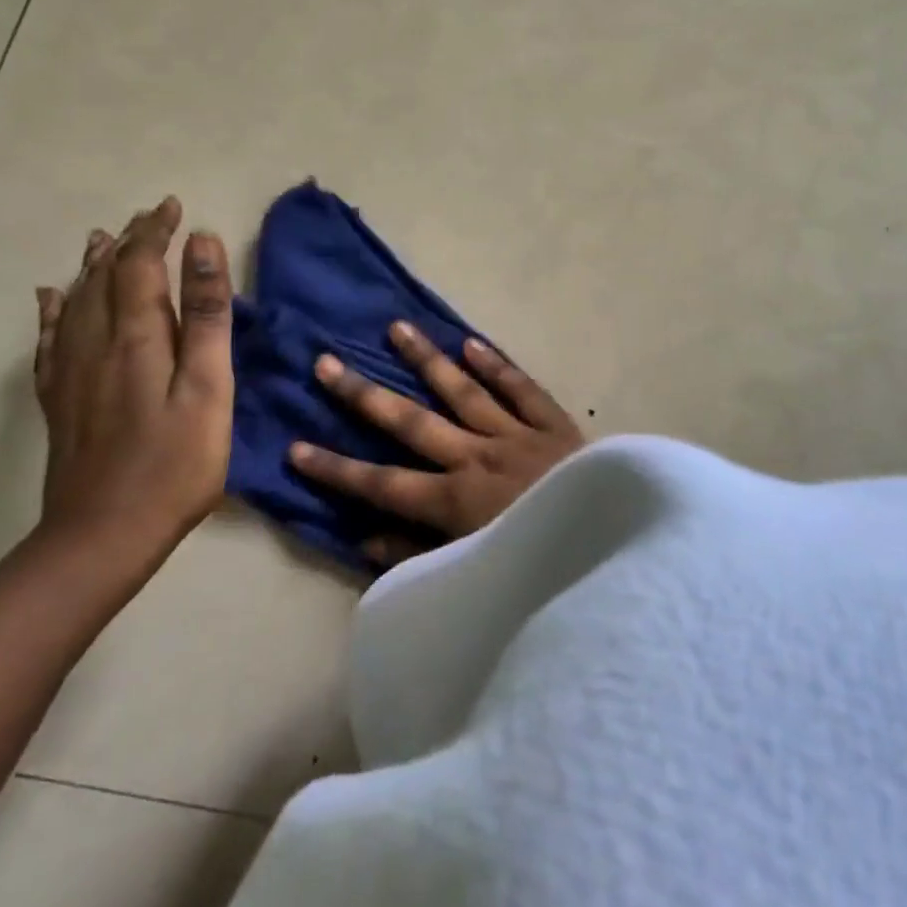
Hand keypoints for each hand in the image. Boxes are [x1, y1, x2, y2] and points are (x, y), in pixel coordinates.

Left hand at [33, 197, 234, 571]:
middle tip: (148, 216)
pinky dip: (52, 310)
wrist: (103, 536)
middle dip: (128, 241)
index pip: (140, 264)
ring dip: (91, 265)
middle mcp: (96, 343)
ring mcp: (71, 372)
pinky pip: (49, 339)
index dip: (155, 231)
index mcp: (137, 336)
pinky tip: (50, 298)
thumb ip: (207, 314)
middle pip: (105, 276)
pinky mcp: (60, 400)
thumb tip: (201, 245)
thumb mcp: (209, 386)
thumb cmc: (175, 462)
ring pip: (74, 301)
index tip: (174, 206)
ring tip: (100, 239)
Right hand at [289, 321, 583, 565]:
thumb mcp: (475, 578)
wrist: (613, 547)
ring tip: (396, 327)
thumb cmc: (538, 566)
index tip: (294, 446)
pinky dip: (497, 365)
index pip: (381, 483)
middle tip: (327, 363)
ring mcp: (515, 435)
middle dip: (364, 395)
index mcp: (454, 501)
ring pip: (462, 390)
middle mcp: (476, 457)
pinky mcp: (553, 424)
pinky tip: (471, 342)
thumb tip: (364, 539)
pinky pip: (521, 388)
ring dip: (427, 359)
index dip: (335, 468)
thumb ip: (419, 560)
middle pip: (411, 422)